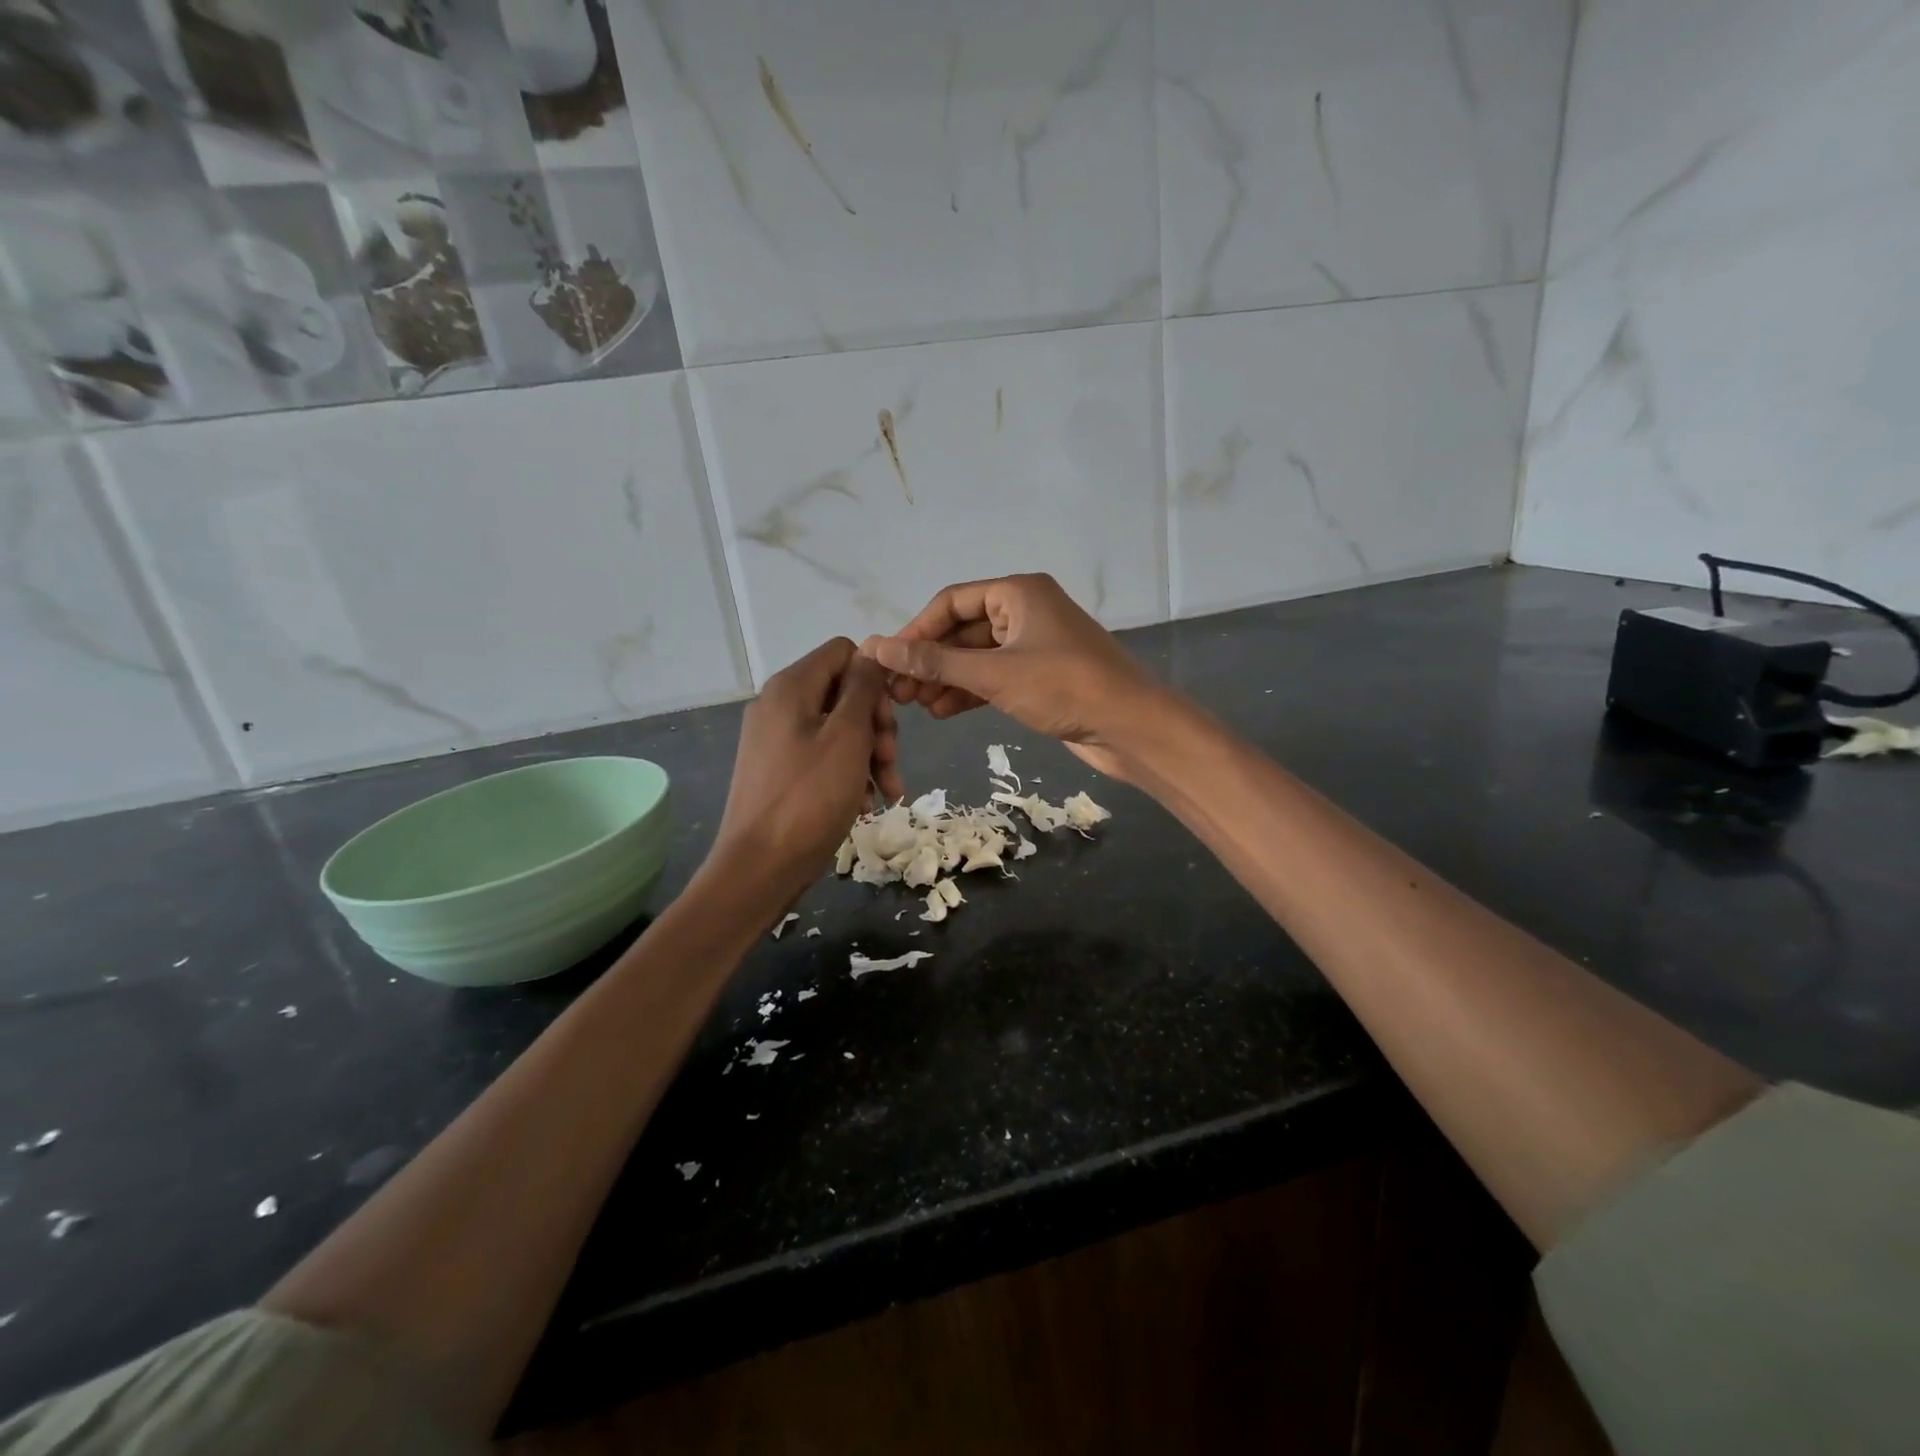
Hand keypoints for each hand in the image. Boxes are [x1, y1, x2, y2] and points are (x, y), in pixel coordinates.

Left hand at [706, 639, 901, 900]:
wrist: (759, 868)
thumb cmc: (809, 799)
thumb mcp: (848, 737)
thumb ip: (864, 688)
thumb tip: (874, 652)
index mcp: (791, 687)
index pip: (844, 652)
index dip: (875, 678)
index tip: (889, 718)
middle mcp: (778, 705)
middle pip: (844, 692)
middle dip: (877, 726)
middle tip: (890, 761)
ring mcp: (775, 739)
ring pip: (838, 728)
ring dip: (870, 755)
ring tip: (887, 791)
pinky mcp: (777, 770)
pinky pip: (822, 755)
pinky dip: (848, 773)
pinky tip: (865, 804)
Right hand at [858, 574, 1161, 780]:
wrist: (1130, 727)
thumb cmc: (1064, 687)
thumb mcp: (993, 674)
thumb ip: (934, 663)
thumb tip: (876, 647)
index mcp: (1018, 592)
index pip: (951, 601)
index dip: (916, 630)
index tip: (888, 661)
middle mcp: (1025, 611)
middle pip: (963, 629)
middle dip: (930, 661)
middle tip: (897, 692)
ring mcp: (1035, 644)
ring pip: (978, 657)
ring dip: (946, 679)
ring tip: (915, 707)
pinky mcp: (1041, 676)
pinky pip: (995, 677)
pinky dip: (969, 692)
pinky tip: (942, 712)